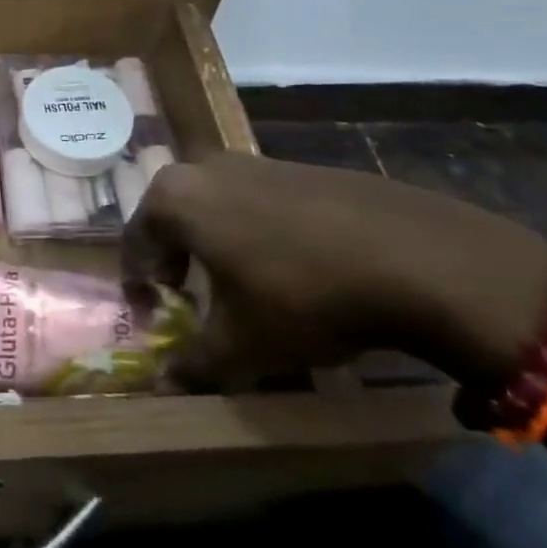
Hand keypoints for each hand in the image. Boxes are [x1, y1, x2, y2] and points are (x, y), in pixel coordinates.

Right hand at [125, 152, 546, 391]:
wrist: (412, 254)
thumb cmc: (300, 294)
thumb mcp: (241, 343)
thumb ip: (193, 363)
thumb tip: (162, 385)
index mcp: (173, 199)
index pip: (135, 243)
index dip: (138, 286)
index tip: (153, 316)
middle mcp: (202, 168)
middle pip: (171, 218)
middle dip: (175, 260)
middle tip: (190, 300)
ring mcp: (252, 161)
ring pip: (213, 207)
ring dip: (214, 245)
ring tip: (240, 286)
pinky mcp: (296, 167)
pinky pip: (254, 202)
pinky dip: (253, 232)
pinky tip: (288, 267)